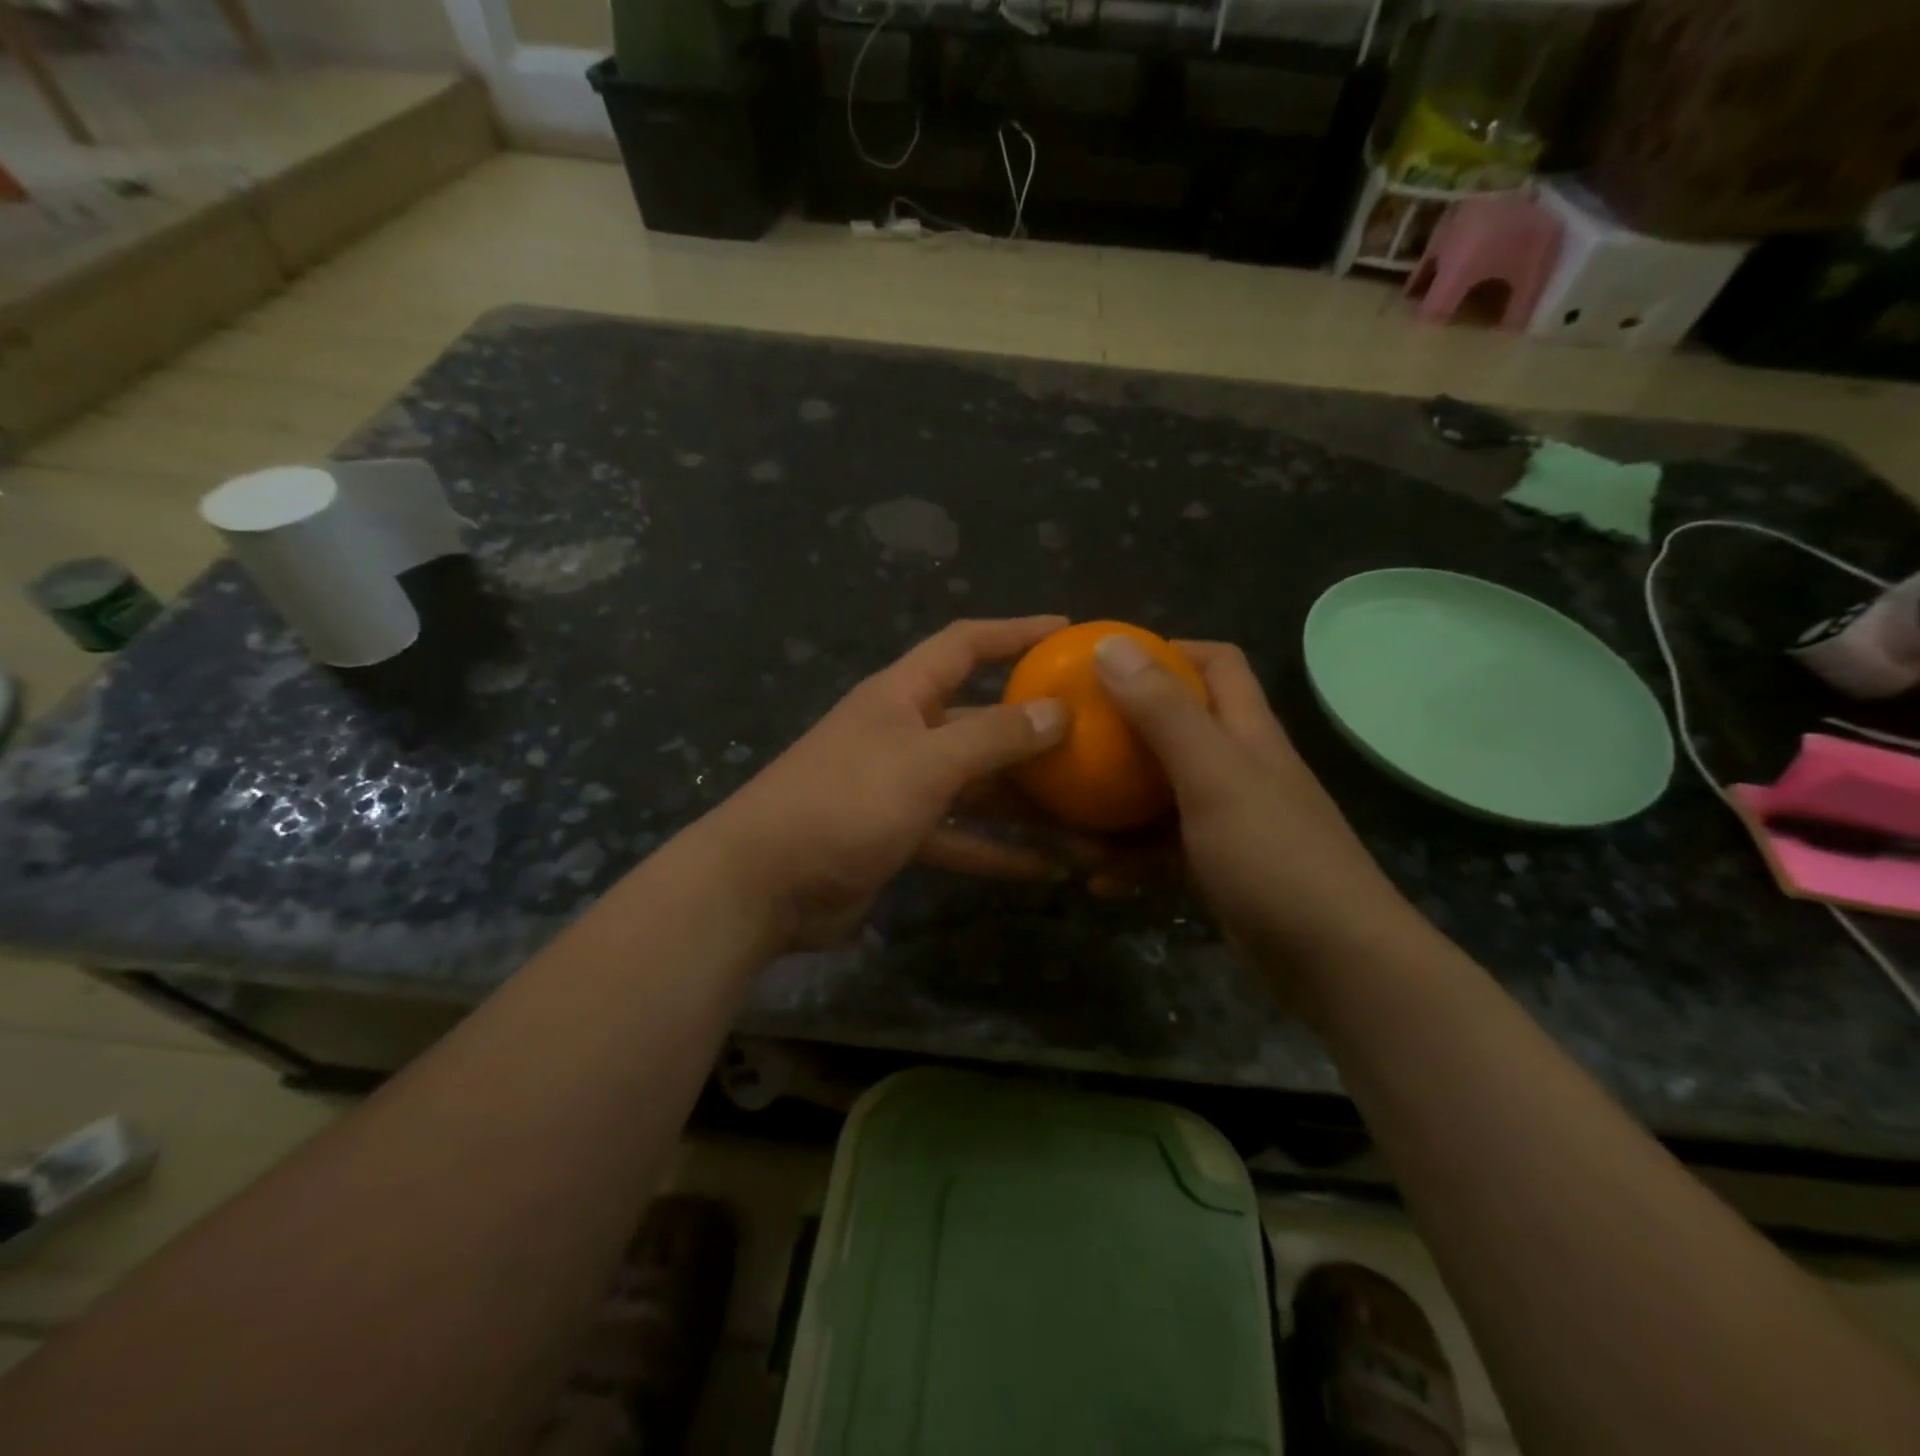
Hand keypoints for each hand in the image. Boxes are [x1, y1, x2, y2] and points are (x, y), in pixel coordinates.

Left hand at [701, 617, 1072, 948]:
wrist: (763, 885)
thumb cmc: (845, 802)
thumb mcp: (924, 763)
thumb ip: (992, 738)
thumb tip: (1057, 712)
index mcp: (903, 696)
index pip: (965, 645)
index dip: (1014, 632)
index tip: (1067, 631)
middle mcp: (905, 734)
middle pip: (982, 723)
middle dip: (1035, 734)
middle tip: (1099, 743)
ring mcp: (902, 788)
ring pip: (979, 788)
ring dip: (1028, 805)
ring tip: (1090, 820)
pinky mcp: (901, 837)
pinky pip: (963, 838)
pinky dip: (999, 852)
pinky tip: (1048, 871)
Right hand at [1092, 635, 1423, 979]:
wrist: (1336, 964)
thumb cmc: (1274, 856)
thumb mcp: (1213, 776)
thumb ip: (1163, 712)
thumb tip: (1111, 644)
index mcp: (1247, 732)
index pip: (1217, 664)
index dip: (1168, 652)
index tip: (1107, 665)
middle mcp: (1239, 768)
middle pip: (1179, 729)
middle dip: (1124, 730)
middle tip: (1071, 741)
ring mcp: (1229, 822)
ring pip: (1161, 794)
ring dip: (1116, 804)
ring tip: (1065, 819)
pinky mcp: (1218, 869)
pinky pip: (1162, 851)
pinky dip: (1130, 859)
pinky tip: (1096, 880)